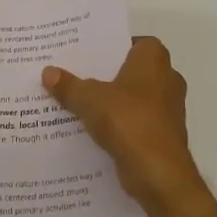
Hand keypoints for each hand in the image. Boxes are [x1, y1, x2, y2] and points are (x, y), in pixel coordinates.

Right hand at [43, 37, 200, 211]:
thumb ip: (69, 85)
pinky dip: (119, 125)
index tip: (86, 54)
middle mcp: (167, 78)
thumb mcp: (89, 99)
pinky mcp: (163, 135)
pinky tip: (92, 131)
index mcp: (154, 59)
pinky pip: (136, 122)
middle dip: (106, 76)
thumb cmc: (128, 120)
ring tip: (78, 103)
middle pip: (131, 71)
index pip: (132, 42)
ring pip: (133, 98)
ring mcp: (168, 109)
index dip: (111, 47)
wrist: (158, 173)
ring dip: (112, 103)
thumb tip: (48, 71)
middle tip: (75, 76)